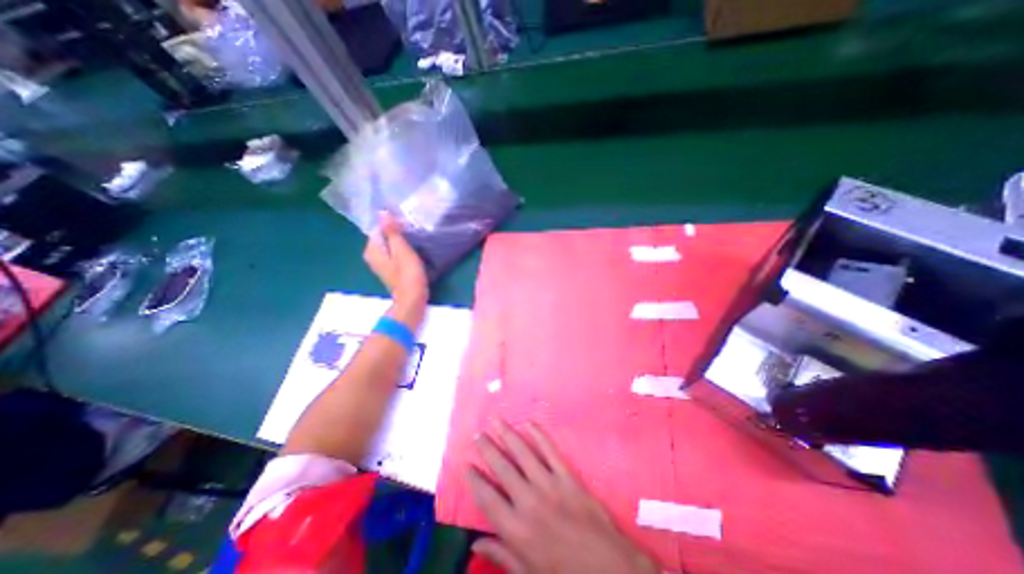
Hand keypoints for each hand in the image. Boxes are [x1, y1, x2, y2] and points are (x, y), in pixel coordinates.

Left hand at [364, 211, 428, 317]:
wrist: (413, 299)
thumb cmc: (408, 274)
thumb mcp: (401, 250)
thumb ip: (392, 232)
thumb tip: (382, 212)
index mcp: (372, 250)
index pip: (378, 228)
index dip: (392, 224)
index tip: (407, 224)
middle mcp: (372, 256)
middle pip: (383, 236)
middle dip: (396, 232)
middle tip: (413, 231)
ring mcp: (381, 264)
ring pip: (389, 245)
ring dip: (401, 241)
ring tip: (415, 239)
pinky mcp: (390, 270)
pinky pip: (394, 253)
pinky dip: (402, 250)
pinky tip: (413, 251)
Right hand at [466, 422, 659, 573]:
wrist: (608, 569)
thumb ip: (501, 555)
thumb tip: (475, 543)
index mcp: (516, 529)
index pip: (487, 498)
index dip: (474, 479)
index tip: (466, 464)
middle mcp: (529, 501)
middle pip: (502, 468)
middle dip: (487, 449)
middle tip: (478, 434)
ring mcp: (549, 485)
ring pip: (523, 453)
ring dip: (507, 434)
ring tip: (496, 420)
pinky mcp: (567, 477)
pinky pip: (550, 451)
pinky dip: (539, 435)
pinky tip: (529, 423)